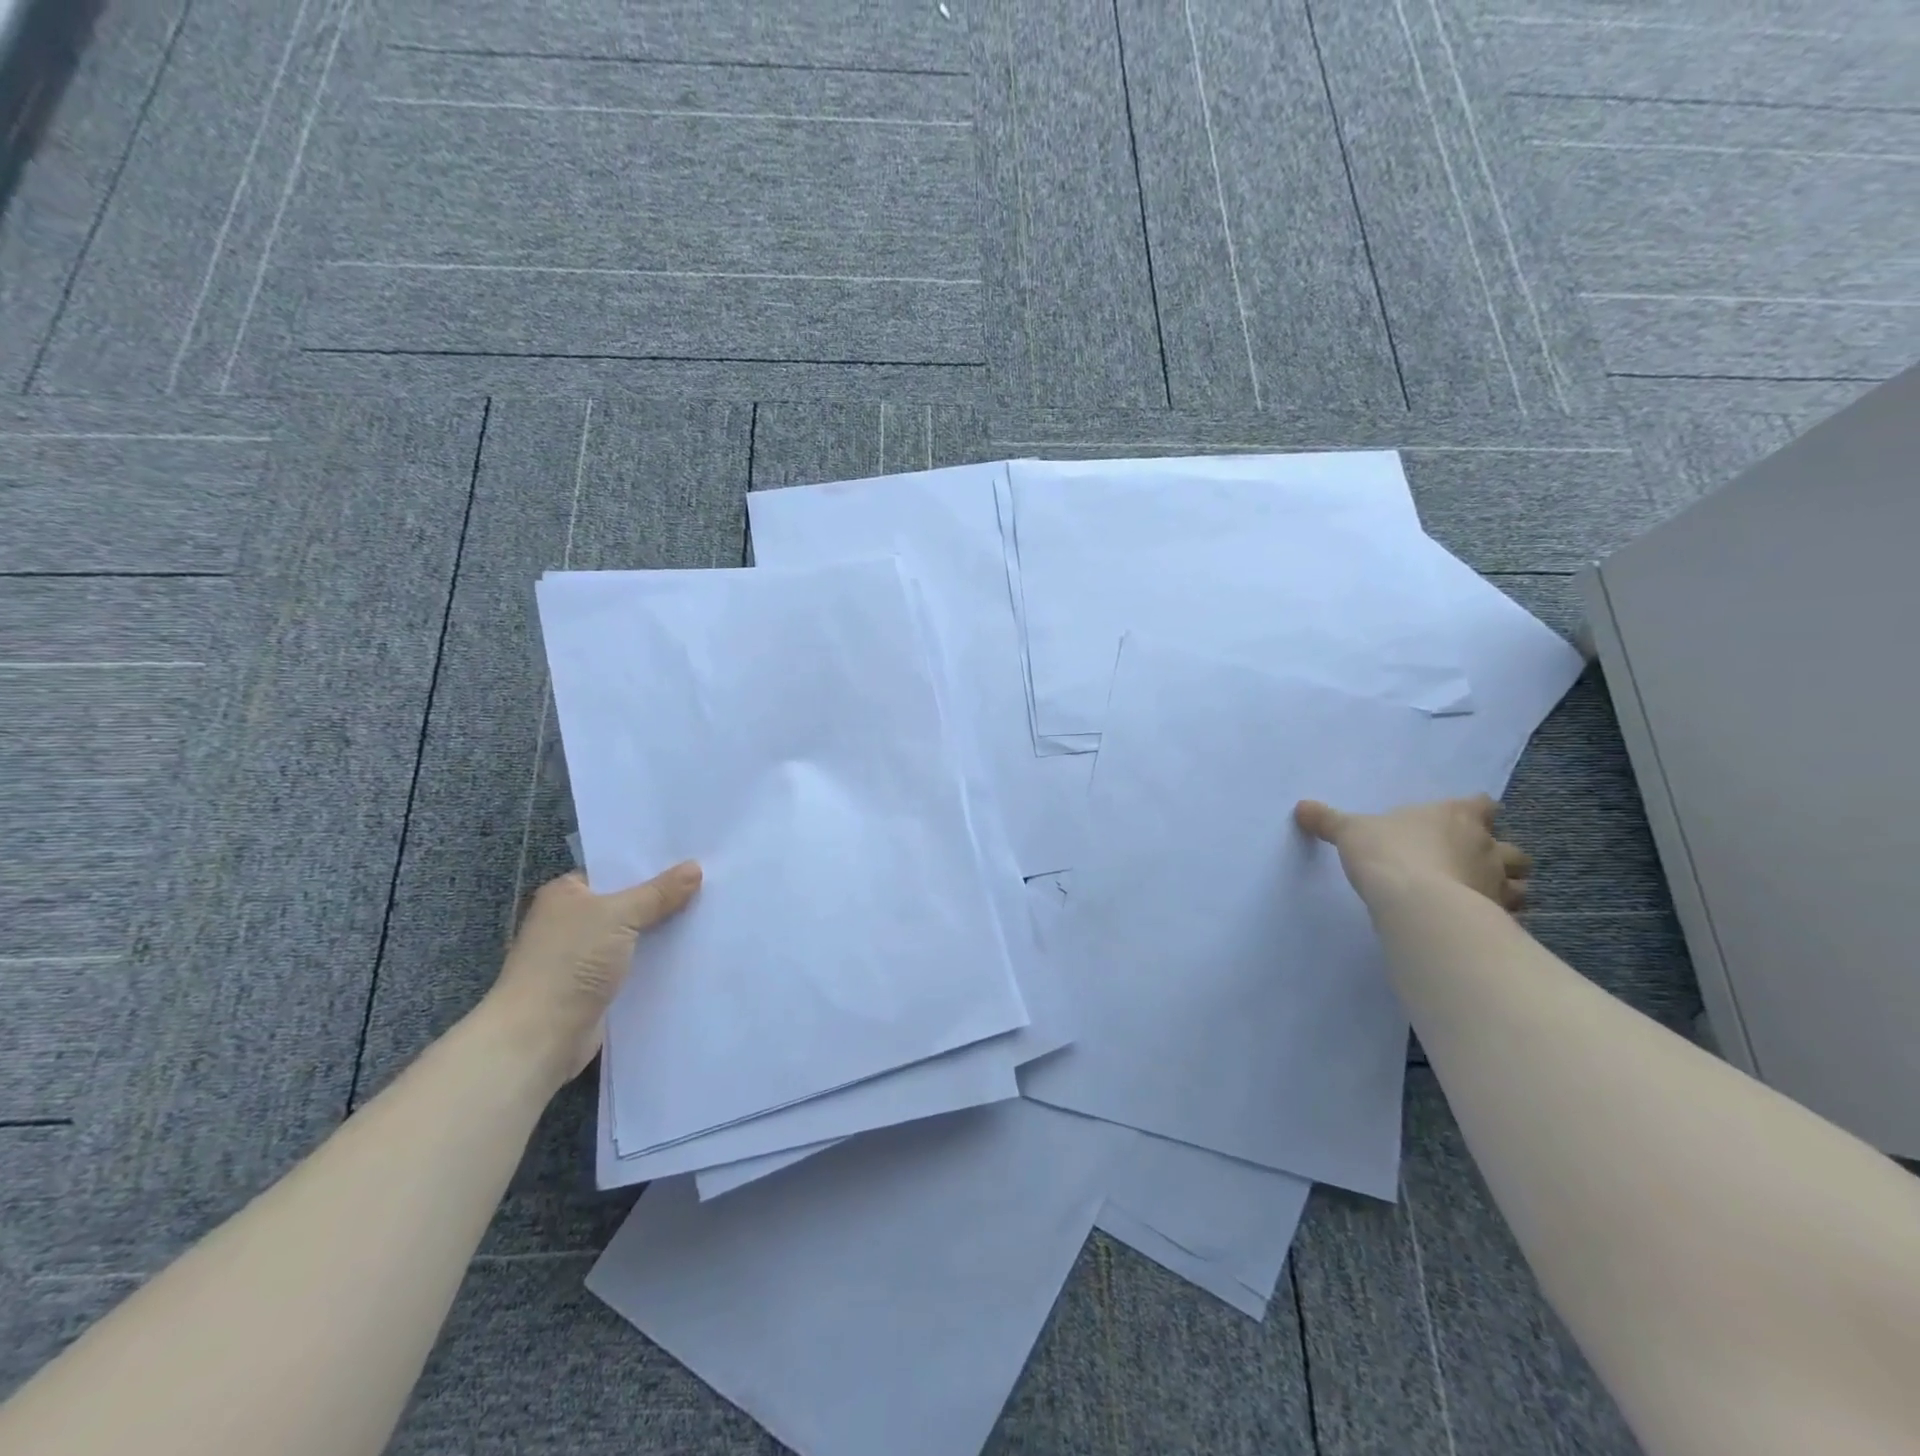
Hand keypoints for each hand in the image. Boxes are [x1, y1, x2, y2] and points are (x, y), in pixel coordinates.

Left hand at [483, 862, 701, 1091]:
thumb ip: (658, 893)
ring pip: (635, 934)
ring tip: (711, 913)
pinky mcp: (598, 986)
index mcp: (566, 894)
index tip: (692, 858)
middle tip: (710, 882)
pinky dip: (658, 959)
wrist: (540, 1037)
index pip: (614, 869)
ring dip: (664, 930)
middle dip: (664, 897)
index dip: (651, 864)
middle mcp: (572, 920)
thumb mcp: (619, 916)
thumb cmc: (571, 963)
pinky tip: (692, 951)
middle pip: (628, 901)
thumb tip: (695, 867)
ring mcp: (584, 955)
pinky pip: (636, 963)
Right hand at [1294, 794, 1530, 910]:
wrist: (1417, 904)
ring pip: (1520, 882)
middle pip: (1509, 845)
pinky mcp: (1500, 916)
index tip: (1462, 818)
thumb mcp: (1350, 832)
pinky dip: (1501, 917)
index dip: (1474, 810)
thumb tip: (1301, 807)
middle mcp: (1485, 844)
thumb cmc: (1388, 854)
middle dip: (1497, 854)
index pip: (1481, 804)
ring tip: (1479, 895)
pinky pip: (1511, 915)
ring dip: (1506, 886)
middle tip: (1470, 863)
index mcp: (1456, 815)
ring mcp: (1498, 882)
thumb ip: (1329, 820)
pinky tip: (1479, 923)